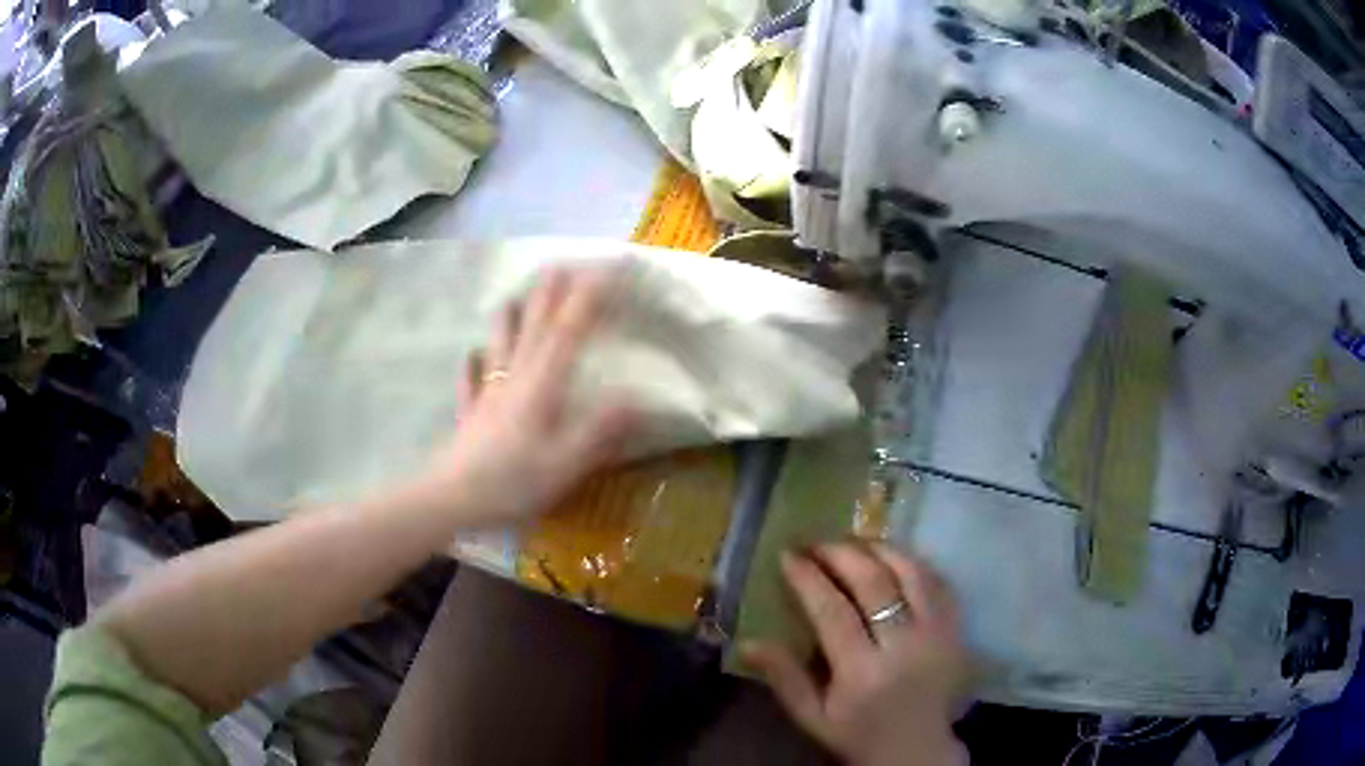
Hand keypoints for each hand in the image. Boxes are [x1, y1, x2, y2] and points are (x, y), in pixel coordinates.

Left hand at [414, 267, 634, 526]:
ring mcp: (488, 394)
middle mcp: (514, 379)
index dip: (589, 296)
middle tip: (559, 264)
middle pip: (533, 327)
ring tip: (511, 297)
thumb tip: (639, 397)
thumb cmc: (513, 480)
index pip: (570, 330)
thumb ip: (601, 429)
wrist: (452, 499)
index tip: (607, 267)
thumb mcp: (568, 461)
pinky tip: (470, 355)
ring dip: (508, 319)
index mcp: (542, 384)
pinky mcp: (470, 415)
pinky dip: (472, 365)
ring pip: (499, 345)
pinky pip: (471, 381)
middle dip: (549, 294)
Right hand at [742, 543, 972, 765]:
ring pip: (911, 572)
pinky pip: (938, 581)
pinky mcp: (957, 628)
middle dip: (841, 554)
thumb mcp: (812, 717)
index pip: (833, 611)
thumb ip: (783, 677)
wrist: (918, 748)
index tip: (788, 555)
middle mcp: (904, 646)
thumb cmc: (858, 733)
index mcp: (862, 672)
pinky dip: (913, 563)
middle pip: (874, 583)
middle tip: (817, 543)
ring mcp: (937, 633)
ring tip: (853, 543)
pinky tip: (892, 559)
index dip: (808, 578)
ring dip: (879, 549)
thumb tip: (747, 641)